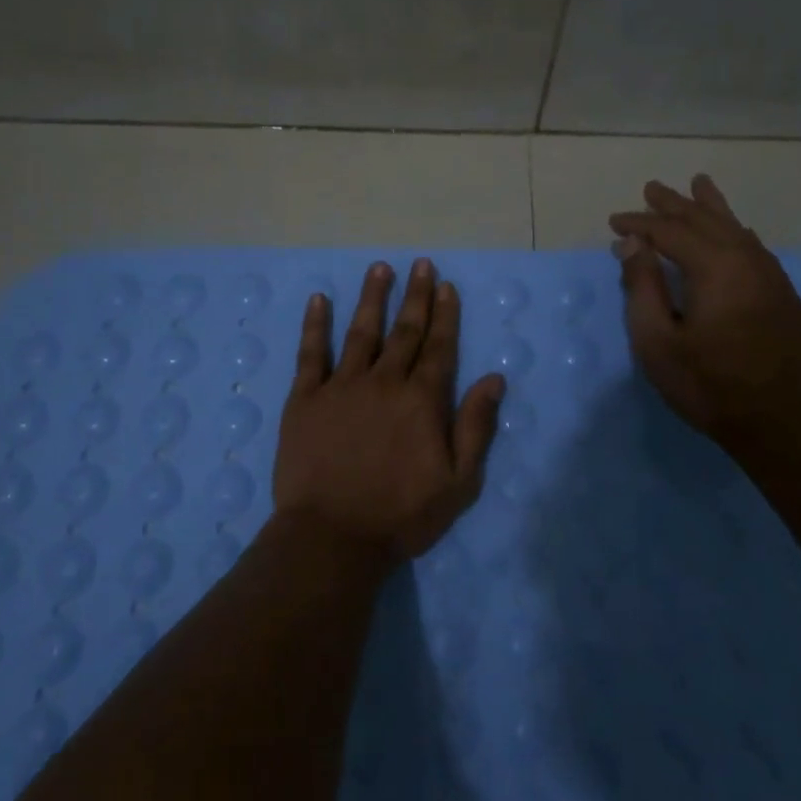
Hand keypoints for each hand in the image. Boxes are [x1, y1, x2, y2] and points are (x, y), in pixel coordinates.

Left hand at [272, 259, 505, 563]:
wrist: (332, 536)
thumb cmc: (401, 515)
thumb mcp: (458, 482)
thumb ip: (476, 427)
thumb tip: (495, 378)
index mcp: (421, 400)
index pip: (439, 347)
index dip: (444, 314)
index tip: (446, 285)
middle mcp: (384, 382)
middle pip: (404, 331)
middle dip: (416, 295)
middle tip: (421, 264)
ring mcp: (342, 386)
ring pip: (361, 332)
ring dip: (372, 298)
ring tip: (380, 268)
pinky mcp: (305, 399)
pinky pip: (311, 353)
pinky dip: (315, 325)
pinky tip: (320, 300)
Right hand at [609, 174, 800, 455]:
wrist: (786, 422)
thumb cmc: (710, 385)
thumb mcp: (658, 342)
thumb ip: (643, 287)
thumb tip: (633, 244)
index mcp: (714, 267)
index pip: (669, 231)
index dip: (640, 223)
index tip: (614, 221)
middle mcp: (746, 259)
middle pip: (706, 219)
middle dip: (675, 204)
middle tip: (652, 188)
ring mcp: (770, 275)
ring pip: (736, 228)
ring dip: (710, 208)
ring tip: (698, 185)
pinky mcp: (782, 293)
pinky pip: (753, 245)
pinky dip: (734, 230)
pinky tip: (734, 230)